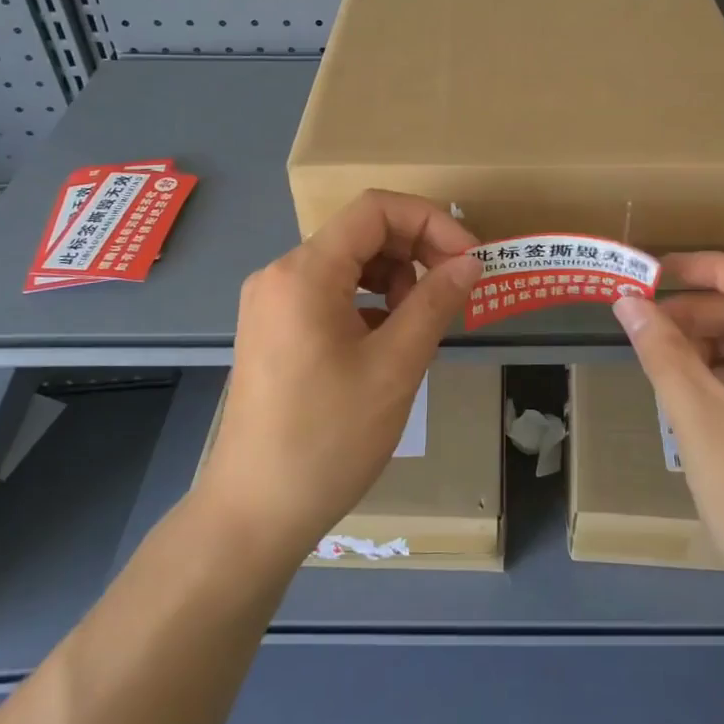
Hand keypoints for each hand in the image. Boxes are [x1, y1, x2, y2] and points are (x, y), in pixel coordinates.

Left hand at [197, 191, 481, 564]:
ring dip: (395, 278)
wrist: (253, 514)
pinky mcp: (273, 328)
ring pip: (348, 263)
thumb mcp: (394, 367)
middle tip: (454, 291)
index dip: (430, 221)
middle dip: (416, 251)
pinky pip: (331, 293)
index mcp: (304, 272)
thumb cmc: (328, 439)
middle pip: (361, 233)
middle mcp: (281, 273)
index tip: (468, 258)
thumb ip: (434, 303)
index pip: (375, 209)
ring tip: (421, 322)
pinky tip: (390, 340)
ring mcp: (272, 301)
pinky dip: (370, 302)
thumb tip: (470, 262)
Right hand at [612, 253, 723, 623]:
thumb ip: (661, 352)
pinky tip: (688, 387)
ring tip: (661, 358)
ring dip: (707, 341)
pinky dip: (722, 370)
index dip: (707, 267)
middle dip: (700, 312)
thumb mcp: (698, 419)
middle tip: (646, 324)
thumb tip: (626, 301)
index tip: (656, 272)